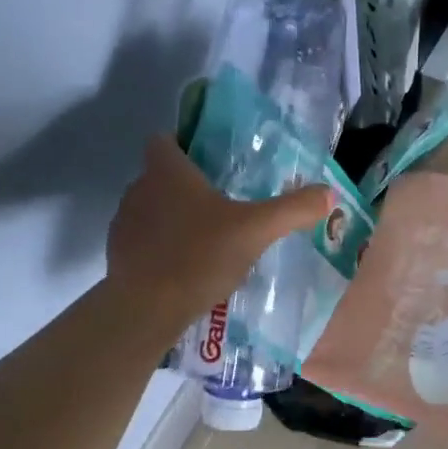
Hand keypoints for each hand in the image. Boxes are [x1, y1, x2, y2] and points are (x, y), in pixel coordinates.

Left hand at [107, 136, 332, 331]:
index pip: (164, 140)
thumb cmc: (199, 256)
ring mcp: (124, 223)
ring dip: (174, 220)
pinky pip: (145, 242)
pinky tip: (188, 269)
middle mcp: (139, 189)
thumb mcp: (256, 231)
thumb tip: (328, 193)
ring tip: (207, 240)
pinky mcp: (119, 255)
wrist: (147, 308)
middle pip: (161, 176)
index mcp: (167, 171)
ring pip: (152, 210)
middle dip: (187, 187)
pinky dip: (162, 249)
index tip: (210, 164)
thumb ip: (292, 210)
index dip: (184, 145)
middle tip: (222, 205)